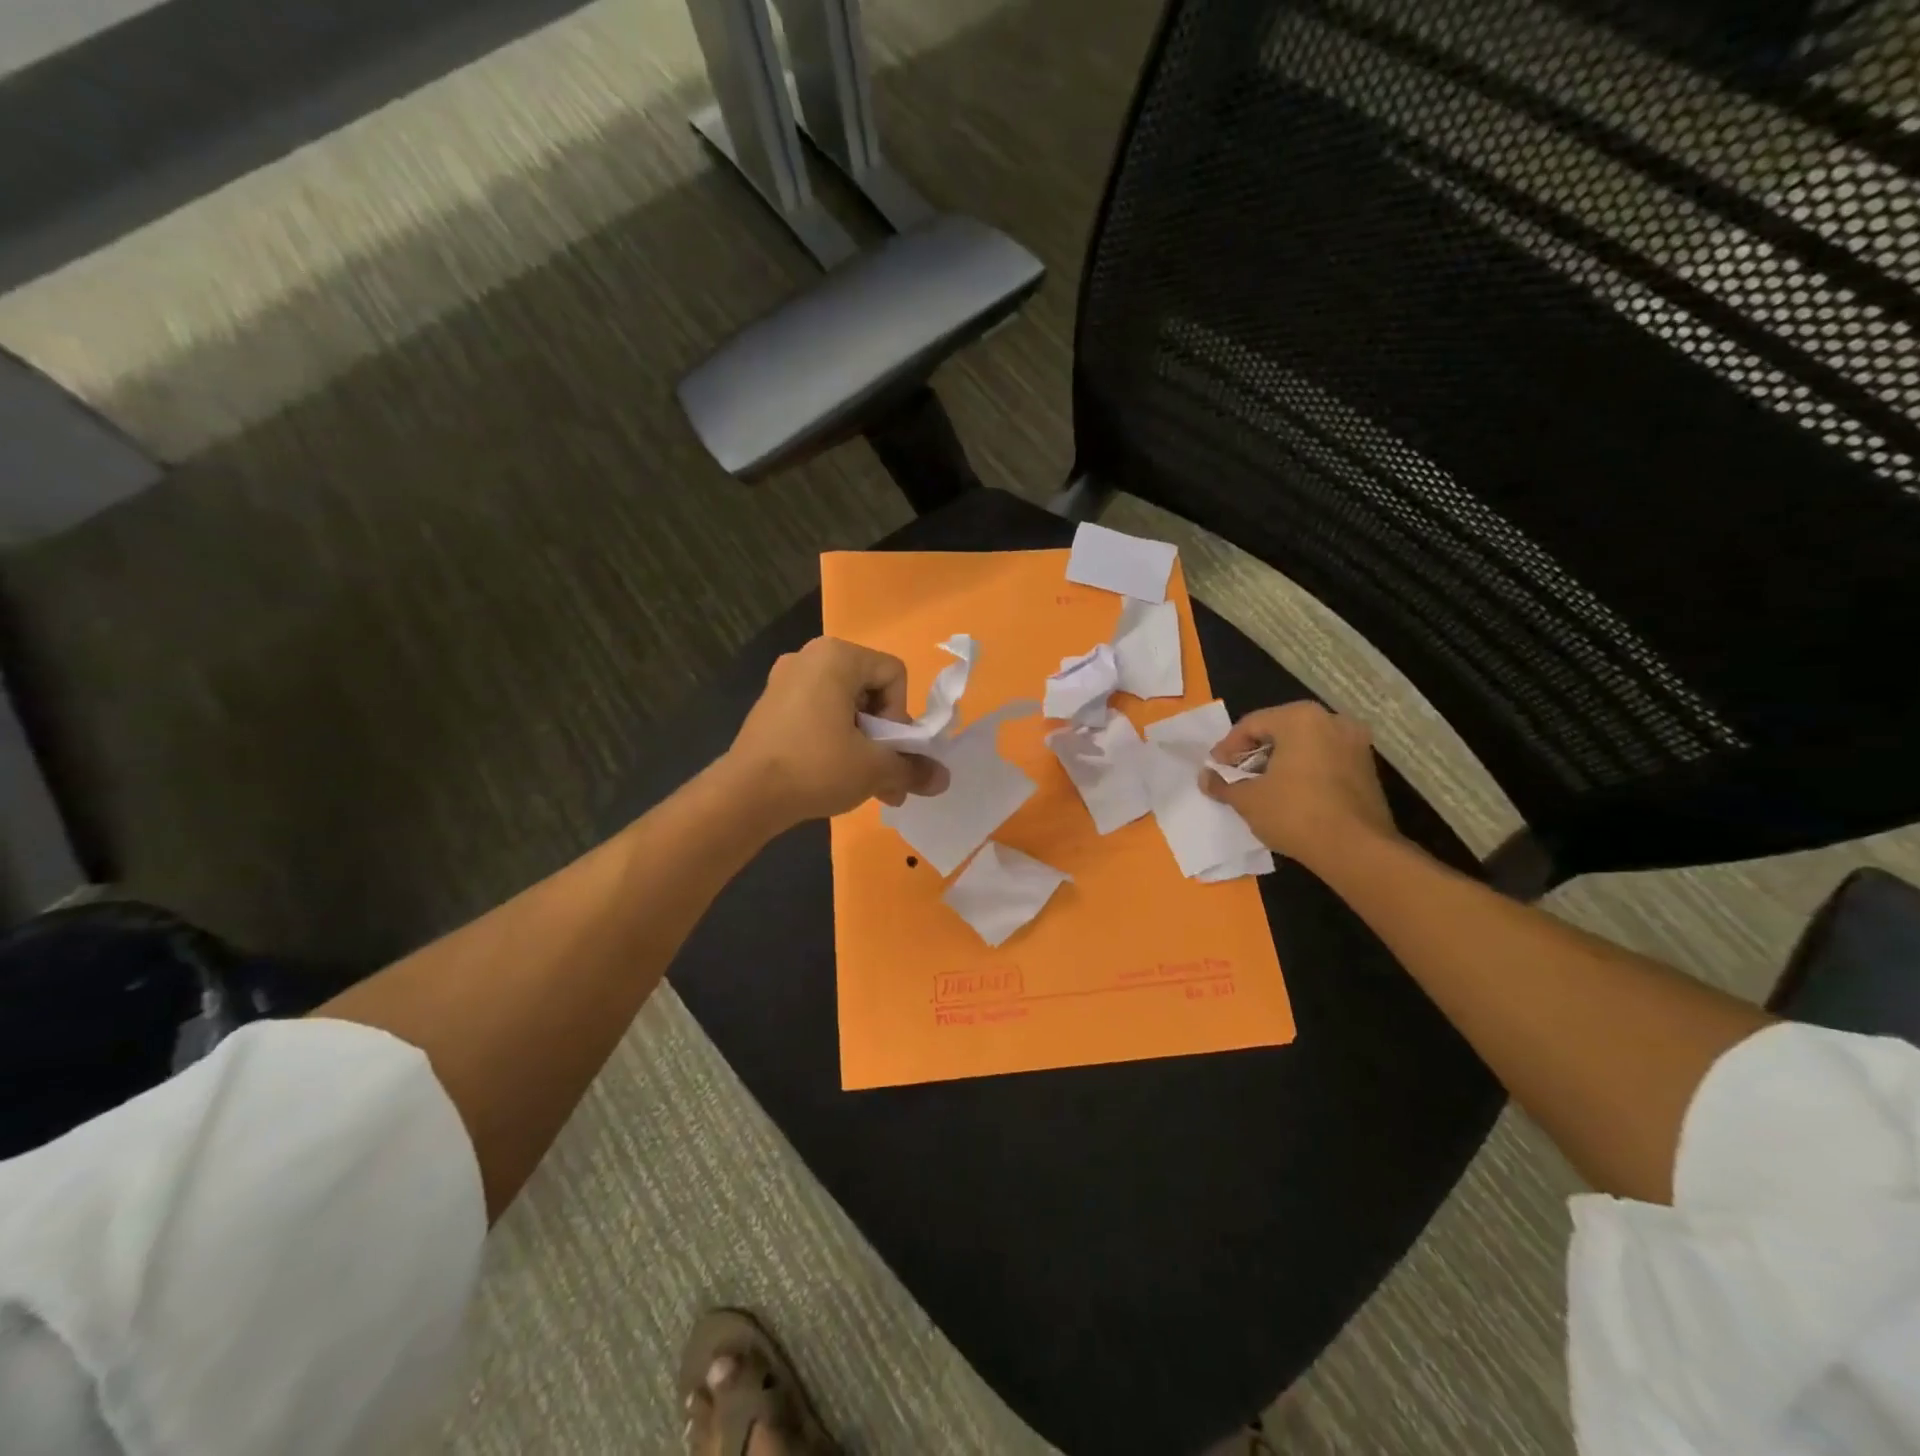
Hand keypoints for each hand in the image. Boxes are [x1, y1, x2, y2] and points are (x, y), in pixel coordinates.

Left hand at [726, 637, 948, 829]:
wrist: (745, 795)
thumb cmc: (816, 766)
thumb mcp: (874, 769)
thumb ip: (912, 768)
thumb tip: (943, 780)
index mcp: (836, 656)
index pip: (893, 674)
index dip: (900, 715)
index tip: (886, 748)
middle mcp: (809, 658)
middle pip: (869, 691)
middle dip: (883, 737)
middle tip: (882, 774)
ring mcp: (784, 681)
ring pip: (844, 708)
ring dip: (862, 745)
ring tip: (864, 785)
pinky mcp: (770, 707)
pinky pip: (818, 716)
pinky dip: (833, 742)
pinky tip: (834, 778)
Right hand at [1202, 702, 1399, 870]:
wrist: (1356, 849)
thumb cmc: (1295, 813)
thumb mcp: (1248, 800)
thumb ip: (1223, 784)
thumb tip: (1205, 778)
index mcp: (1300, 718)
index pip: (1252, 724)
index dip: (1228, 747)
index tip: (1215, 768)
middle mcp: (1332, 720)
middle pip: (1280, 729)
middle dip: (1255, 751)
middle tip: (1236, 773)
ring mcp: (1355, 743)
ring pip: (1305, 744)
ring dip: (1280, 760)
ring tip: (1261, 785)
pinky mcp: (1367, 767)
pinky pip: (1325, 759)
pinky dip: (1304, 769)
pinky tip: (1290, 793)